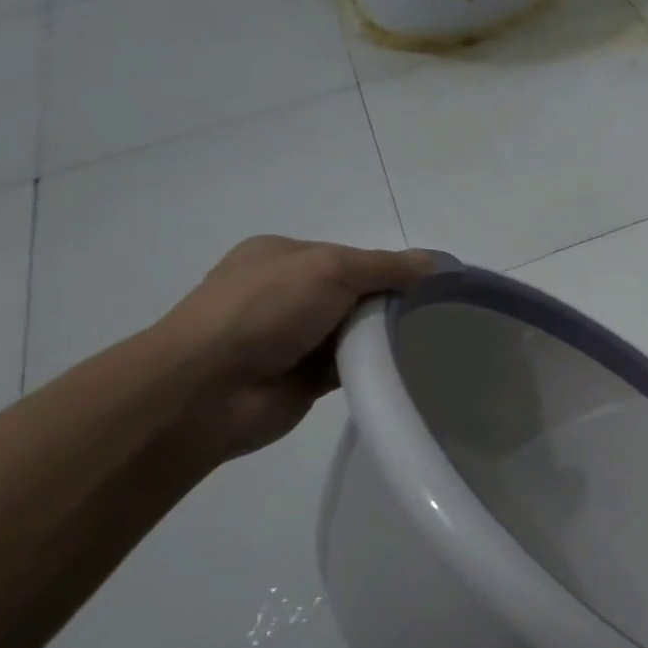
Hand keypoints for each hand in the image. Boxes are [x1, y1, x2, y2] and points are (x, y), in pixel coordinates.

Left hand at [153, 236, 435, 460]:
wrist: (209, 391)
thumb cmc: (265, 311)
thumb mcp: (330, 269)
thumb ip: (386, 267)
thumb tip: (438, 264)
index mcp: (284, 256)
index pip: (353, 257)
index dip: (391, 269)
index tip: (430, 285)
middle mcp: (287, 293)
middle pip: (357, 293)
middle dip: (389, 304)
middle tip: (434, 316)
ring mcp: (294, 337)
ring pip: (356, 331)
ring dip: (382, 338)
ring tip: (426, 343)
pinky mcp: (304, 377)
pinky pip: (352, 365)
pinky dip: (372, 366)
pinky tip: (400, 368)